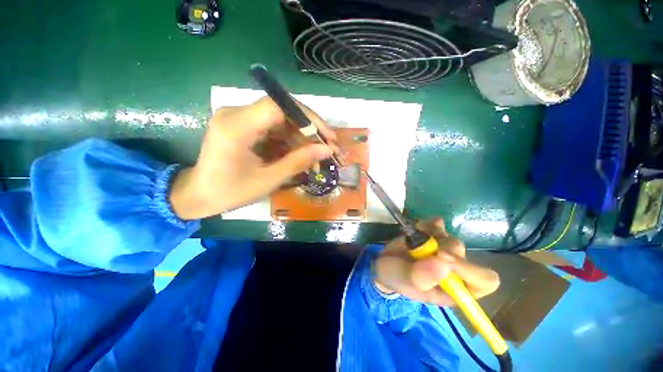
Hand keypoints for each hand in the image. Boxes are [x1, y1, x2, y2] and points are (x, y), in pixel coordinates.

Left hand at [169, 97, 335, 219]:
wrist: (199, 195)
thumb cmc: (230, 192)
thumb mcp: (269, 179)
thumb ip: (298, 162)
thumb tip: (327, 150)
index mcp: (236, 127)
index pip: (278, 106)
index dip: (308, 118)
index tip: (327, 135)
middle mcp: (236, 114)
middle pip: (282, 111)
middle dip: (308, 130)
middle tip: (326, 148)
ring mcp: (239, 118)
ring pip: (281, 120)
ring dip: (300, 138)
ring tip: (315, 156)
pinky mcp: (243, 125)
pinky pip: (273, 128)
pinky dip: (289, 141)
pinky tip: (299, 155)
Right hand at [373, 218, 499, 306]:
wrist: (384, 264)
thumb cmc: (395, 278)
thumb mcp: (403, 282)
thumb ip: (420, 277)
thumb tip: (444, 264)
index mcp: (453, 289)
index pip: (484, 281)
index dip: (470, 269)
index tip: (442, 257)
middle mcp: (454, 270)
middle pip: (463, 253)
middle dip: (441, 247)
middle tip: (420, 247)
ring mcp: (444, 250)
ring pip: (450, 238)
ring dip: (432, 235)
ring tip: (413, 240)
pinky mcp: (433, 236)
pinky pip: (438, 225)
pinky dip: (428, 224)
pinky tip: (418, 228)